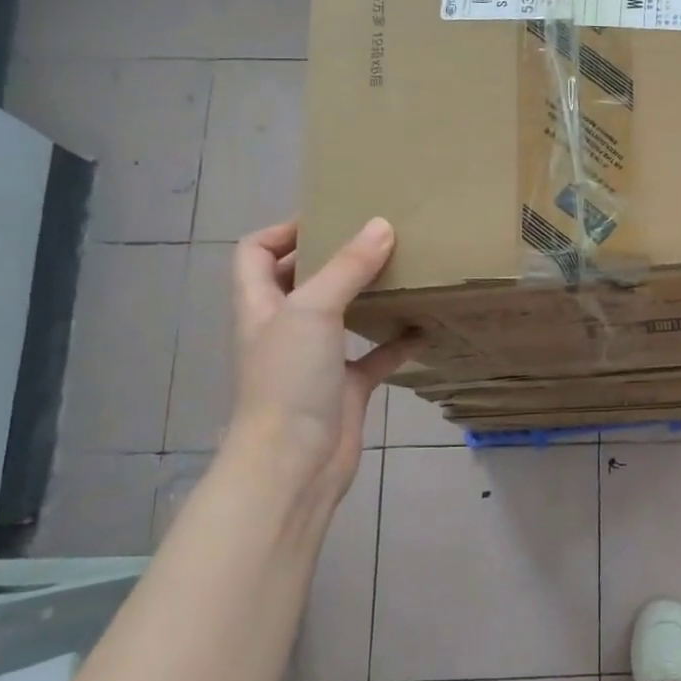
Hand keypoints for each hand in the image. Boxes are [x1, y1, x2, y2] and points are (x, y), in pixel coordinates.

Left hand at [228, 218, 413, 504]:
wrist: (295, 463)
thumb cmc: (289, 379)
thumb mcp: (313, 311)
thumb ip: (347, 267)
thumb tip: (382, 225)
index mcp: (261, 305)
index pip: (255, 253)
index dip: (283, 230)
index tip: (330, 217)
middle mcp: (284, 328)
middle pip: (300, 280)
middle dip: (333, 258)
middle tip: (377, 238)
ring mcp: (315, 360)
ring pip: (341, 316)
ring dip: (367, 296)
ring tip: (402, 271)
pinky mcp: (345, 387)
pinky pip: (374, 356)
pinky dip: (397, 341)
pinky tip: (425, 327)